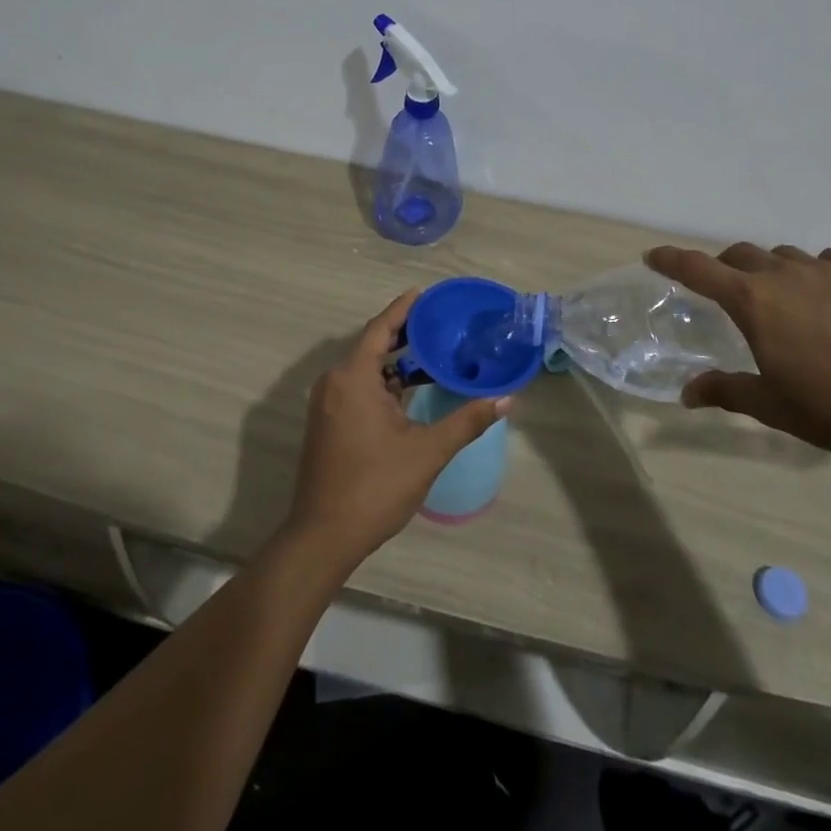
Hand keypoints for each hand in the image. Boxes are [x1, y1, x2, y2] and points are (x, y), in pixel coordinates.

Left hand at [284, 290, 509, 570]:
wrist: (324, 536)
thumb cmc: (375, 487)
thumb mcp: (427, 452)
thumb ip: (467, 421)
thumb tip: (506, 399)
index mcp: (353, 378)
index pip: (380, 329)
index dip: (403, 309)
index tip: (424, 293)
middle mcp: (335, 382)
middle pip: (372, 346)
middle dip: (405, 335)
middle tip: (439, 324)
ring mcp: (328, 404)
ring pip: (365, 370)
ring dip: (395, 363)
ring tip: (432, 354)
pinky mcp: (327, 422)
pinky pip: (357, 388)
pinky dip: (383, 383)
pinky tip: (409, 391)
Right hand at [646, 242, 830, 464]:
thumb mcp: (771, 405)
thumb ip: (726, 391)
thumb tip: (686, 394)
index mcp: (753, 301)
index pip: (698, 269)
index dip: (671, 260)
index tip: (653, 256)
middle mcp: (784, 274)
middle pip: (740, 255)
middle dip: (723, 267)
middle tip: (723, 288)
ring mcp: (828, 271)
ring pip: (784, 255)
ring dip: (771, 269)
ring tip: (779, 294)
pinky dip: (819, 268)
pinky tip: (828, 287)